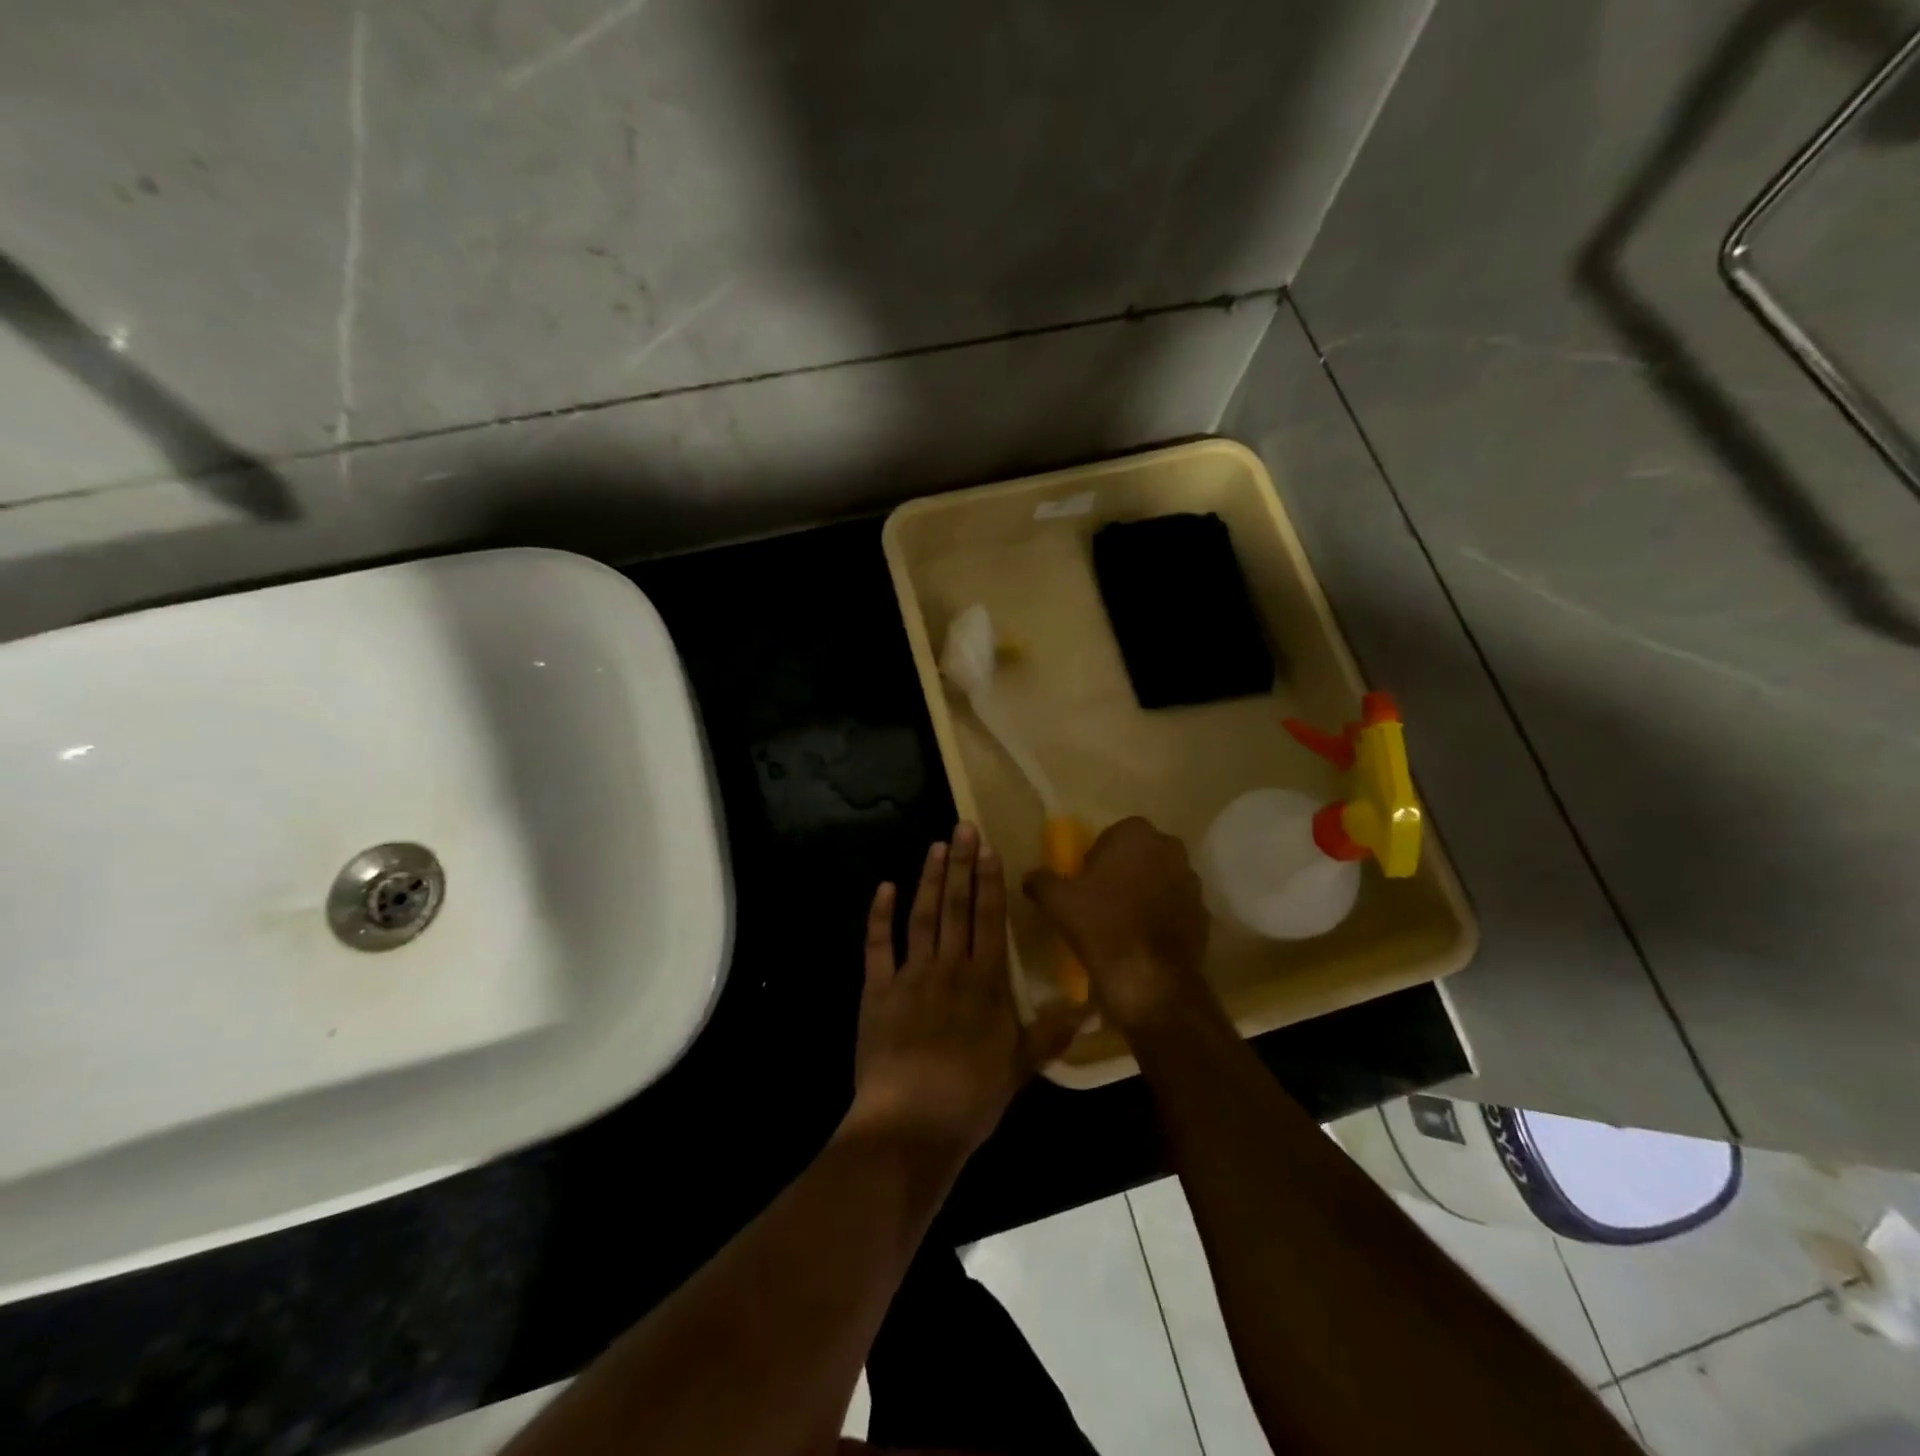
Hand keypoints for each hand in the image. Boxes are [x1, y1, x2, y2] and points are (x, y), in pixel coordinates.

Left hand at [843, 824, 1082, 1160]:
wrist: (912, 1124)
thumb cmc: (972, 1097)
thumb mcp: (1021, 1068)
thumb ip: (1050, 1034)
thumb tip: (1088, 1008)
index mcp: (985, 982)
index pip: (990, 919)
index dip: (990, 881)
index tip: (989, 847)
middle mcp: (950, 968)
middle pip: (958, 907)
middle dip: (962, 865)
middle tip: (962, 827)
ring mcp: (910, 976)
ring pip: (922, 917)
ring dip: (930, 880)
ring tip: (935, 846)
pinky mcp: (877, 991)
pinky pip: (877, 946)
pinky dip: (879, 916)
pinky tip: (884, 888)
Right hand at [1023, 817, 1210, 1031]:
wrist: (1150, 979)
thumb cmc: (1101, 925)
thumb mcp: (1057, 901)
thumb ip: (1041, 880)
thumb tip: (1029, 876)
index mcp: (1136, 834)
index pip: (1114, 833)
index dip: (1098, 855)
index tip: (1085, 880)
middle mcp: (1170, 848)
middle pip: (1141, 853)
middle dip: (1125, 870)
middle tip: (1101, 898)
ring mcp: (1192, 881)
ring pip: (1161, 879)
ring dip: (1146, 891)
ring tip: (1122, 920)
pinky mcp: (1204, 913)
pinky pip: (1176, 906)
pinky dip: (1162, 916)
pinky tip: (1143, 938)